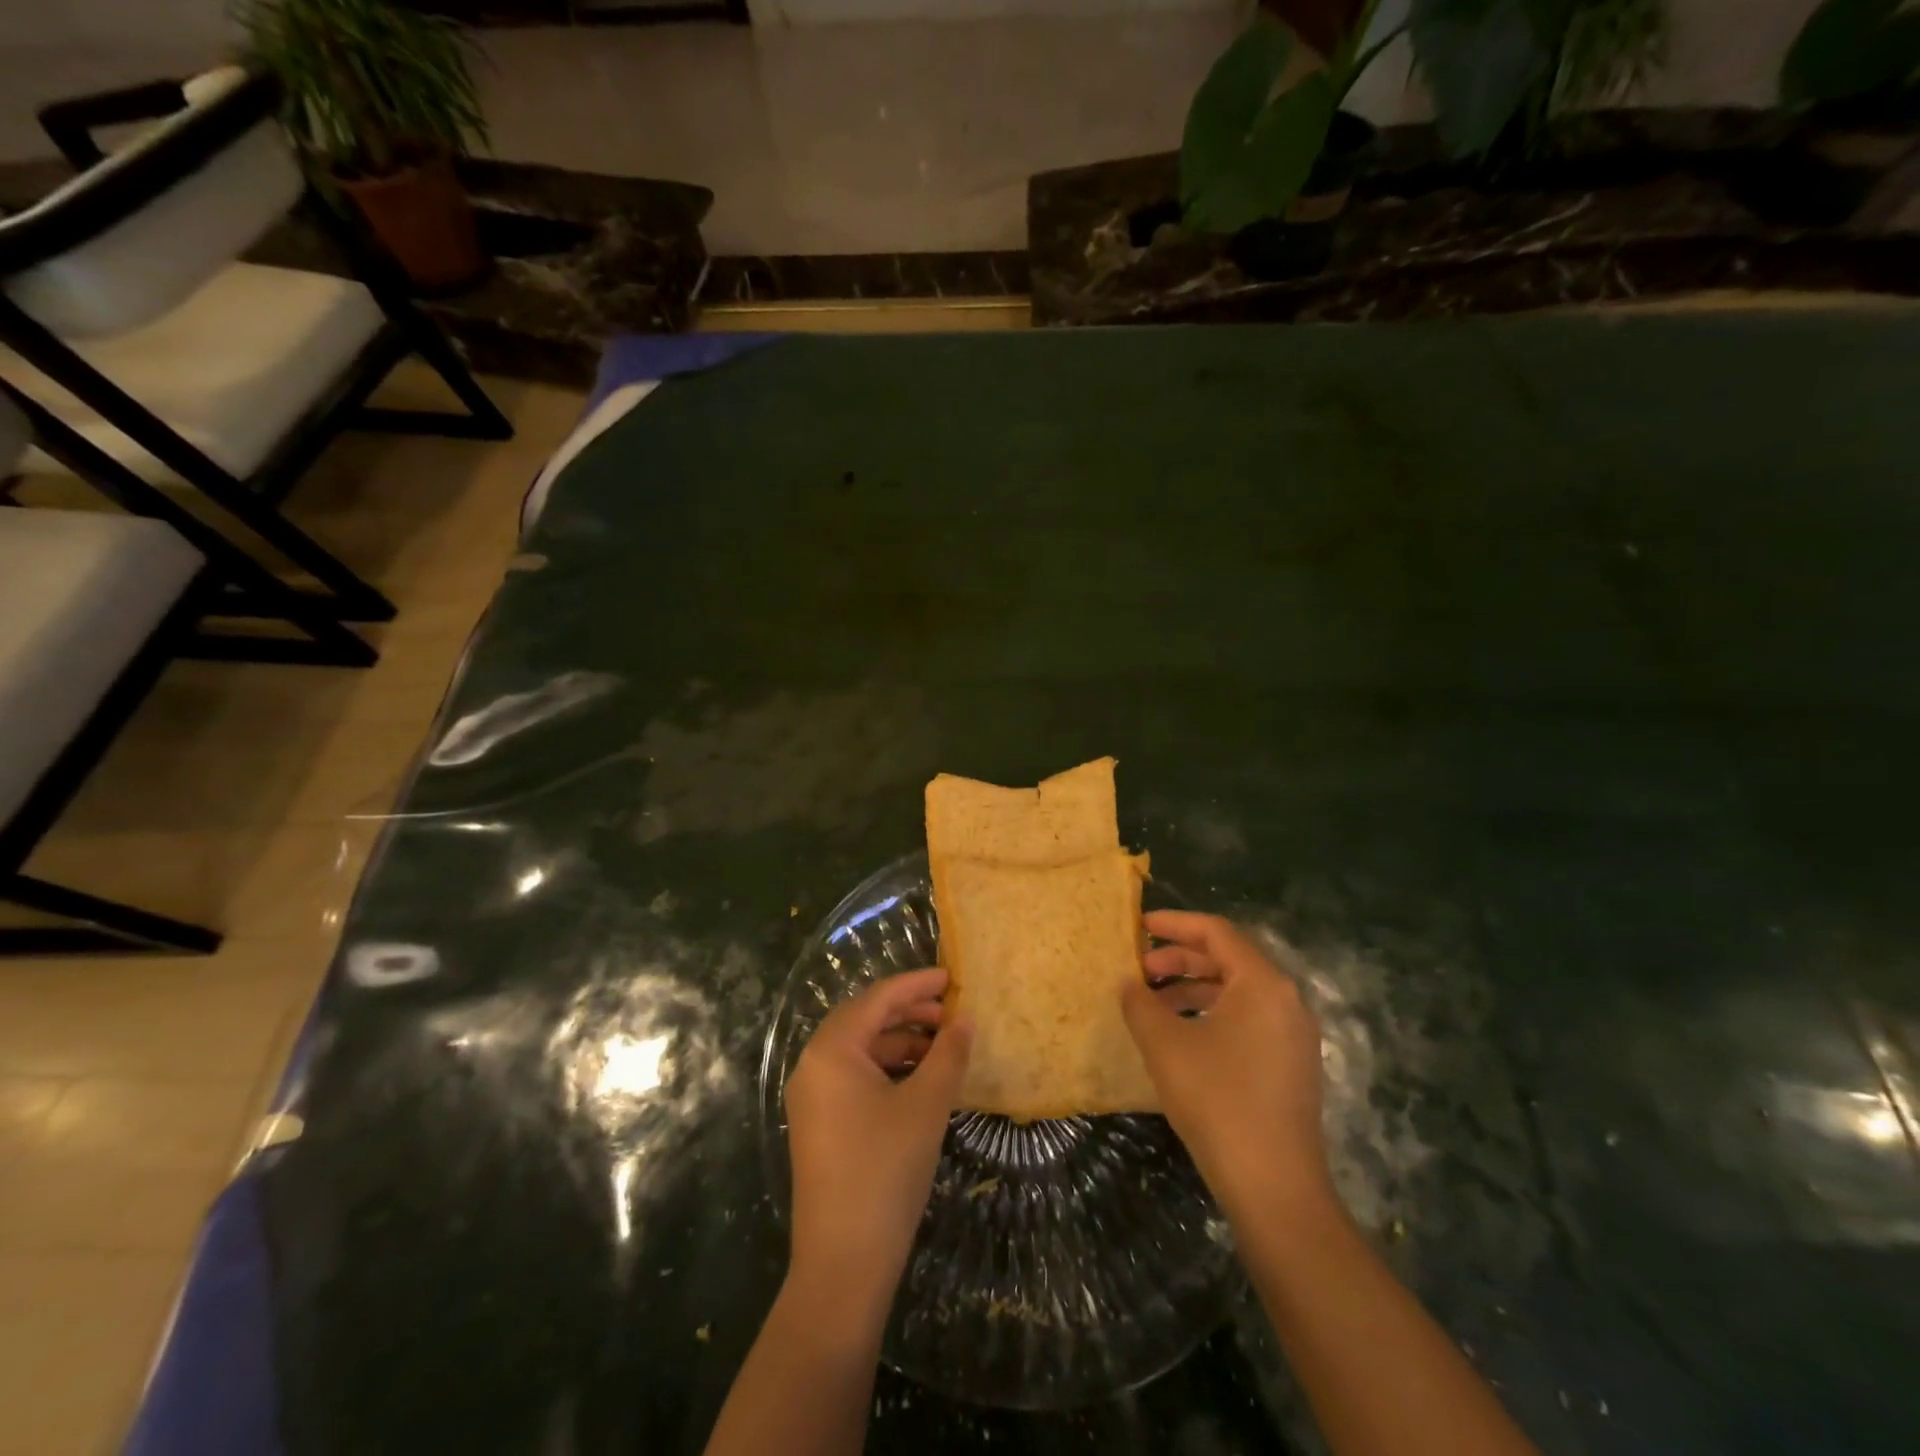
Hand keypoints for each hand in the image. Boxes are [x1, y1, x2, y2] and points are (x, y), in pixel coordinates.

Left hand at [785, 967, 971, 1312]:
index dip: (917, 984)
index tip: (953, 977)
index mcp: (831, 1049)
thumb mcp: (926, 1105)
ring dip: (901, 1042)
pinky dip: (888, 1070)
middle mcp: (813, 1065)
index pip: (878, 998)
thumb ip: (948, 1054)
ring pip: (861, 1050)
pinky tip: (920, 1081)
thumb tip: (965, 1020)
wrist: (844, 1263)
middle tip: (952, 1014)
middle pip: (865, 1020)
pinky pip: (855, 1078)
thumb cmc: (886, 1169)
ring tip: (943, 1048)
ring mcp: (812, 1097)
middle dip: (910, 1012)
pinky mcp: (818, 1125)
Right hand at [1121, 911, 1334, 1226]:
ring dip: (1193, 988)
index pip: (1216, 932)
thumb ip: (1140, 1004)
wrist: (1275, 1187)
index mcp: (1262, 983)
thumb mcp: (1165, 1045)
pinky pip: (1247, 1019)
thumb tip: (1129, 983)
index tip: (1140, 925)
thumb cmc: (1218, 1100)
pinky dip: (1211, 1013)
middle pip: (1228, 959)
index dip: (1175, 924)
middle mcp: (1286, 1000)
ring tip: (1153, 1003)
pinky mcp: (1291, 1065)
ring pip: (1237, 992)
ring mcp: (1293, 1035)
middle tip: (1140, 968)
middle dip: (1180, 959)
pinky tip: (1180, 1035)